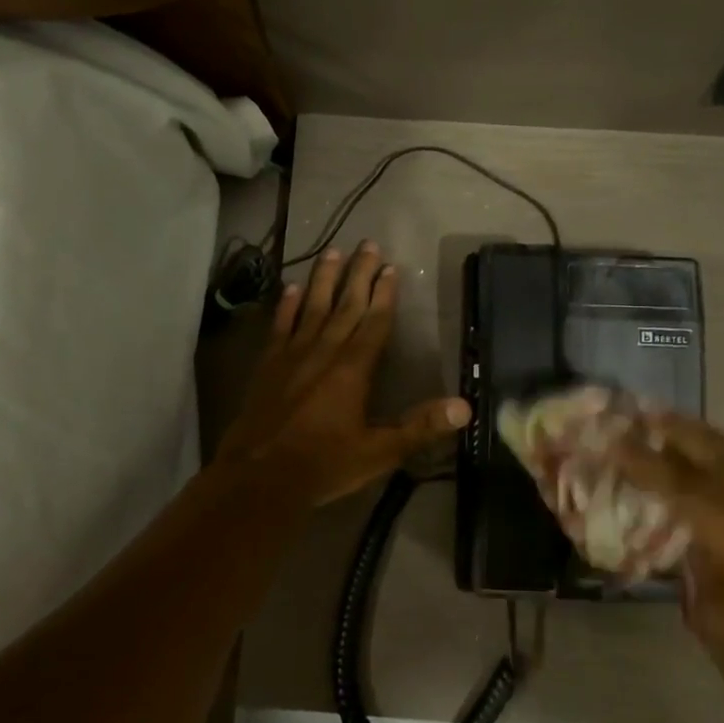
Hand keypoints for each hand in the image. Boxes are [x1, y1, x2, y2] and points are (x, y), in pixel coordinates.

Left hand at [217, 243, 471, 509]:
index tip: (390, 266)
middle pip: (345, 305)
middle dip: (359, 274)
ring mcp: (292, 355)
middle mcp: (324, 352)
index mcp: (353, 370)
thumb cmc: (323, 465)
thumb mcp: (379, 452)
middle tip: (367, 243)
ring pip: (312, 307)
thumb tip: (465, 407)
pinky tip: (292, 288)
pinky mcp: (268, 365)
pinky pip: (280, 326)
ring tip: (332, 251)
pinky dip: (287, 306)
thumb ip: (420, 427)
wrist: (259, 478)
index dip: (384, 294)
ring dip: (324, 279)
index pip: (374, 323)